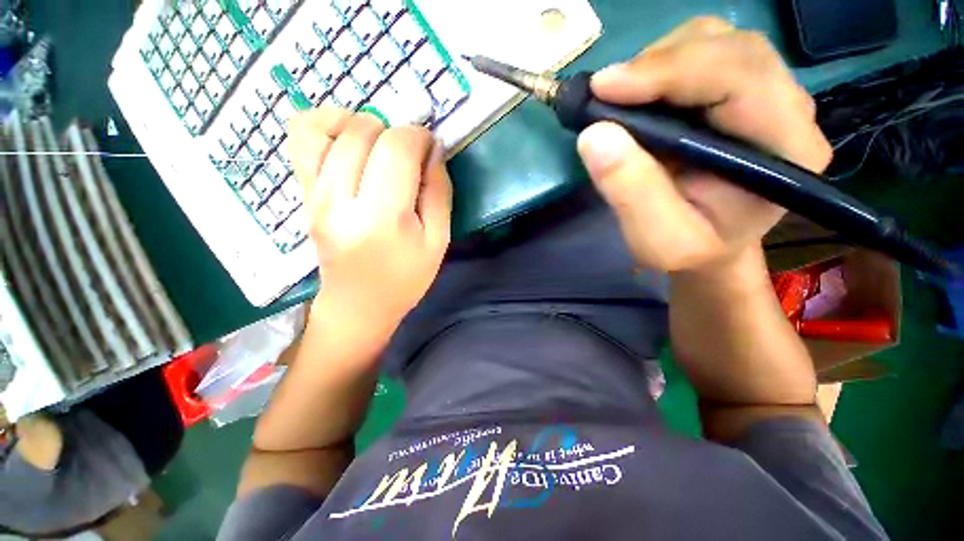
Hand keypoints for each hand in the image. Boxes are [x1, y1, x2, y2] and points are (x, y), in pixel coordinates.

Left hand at [288, 107, 450, 336]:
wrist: (358, 304)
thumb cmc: (406, 278)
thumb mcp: (438, 240)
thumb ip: (439, 191)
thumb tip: (432, 149)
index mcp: (383, 219)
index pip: (396, 148)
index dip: (419, 137)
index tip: (430, 148)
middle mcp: (340, 200)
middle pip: (363, 131)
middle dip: (395, 133)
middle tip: (408, 159)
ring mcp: (314, 195)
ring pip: (327, 125)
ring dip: (362, 126)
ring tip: (379, 149)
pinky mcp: (303, 193)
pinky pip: (301, 137)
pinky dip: (326, 125)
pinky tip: (347, 143)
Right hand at [577, 17, 832, 272]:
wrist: (711, 247)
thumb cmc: (690, 251)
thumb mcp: (657, 239)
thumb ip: (630, 192)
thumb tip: (594, 135)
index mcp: (785, 150)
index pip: (739, 77)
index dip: (669, 71)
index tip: (603, 88)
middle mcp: (790, 110)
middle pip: (730, 47)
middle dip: (659, 62)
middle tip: (604, 93)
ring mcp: (770, 95)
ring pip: (717, 42)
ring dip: (658, 62)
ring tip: (621, 99)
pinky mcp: (745, 92)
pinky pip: (705, 54)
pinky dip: (662, 66)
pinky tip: (640, 97)